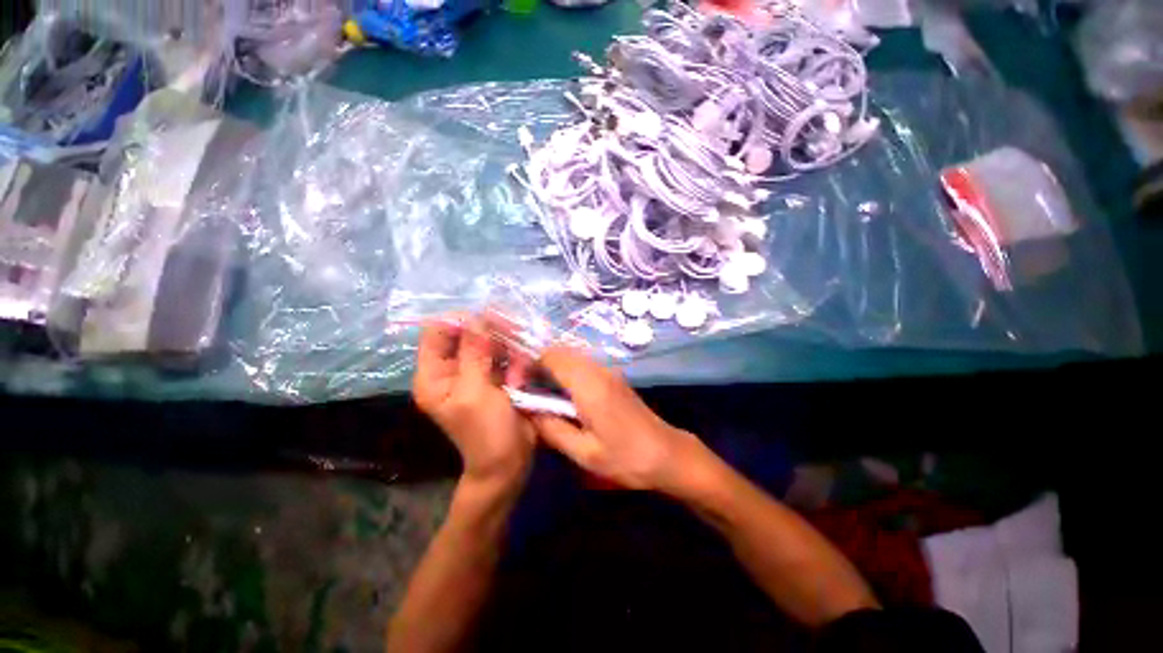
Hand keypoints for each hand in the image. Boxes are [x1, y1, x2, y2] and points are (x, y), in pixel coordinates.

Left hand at [412, 317, 534, 486]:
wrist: (509, 462)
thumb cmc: (486, 432)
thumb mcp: (475, 392)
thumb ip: (474, 353)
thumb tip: (476, 317)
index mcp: (434, 374)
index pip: (437, 331)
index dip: (461, 321)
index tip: (489, 320)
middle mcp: (453, 369)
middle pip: (468, 333)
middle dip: (492, 335)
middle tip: (514, 340)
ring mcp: (477, 371)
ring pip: (492, 342)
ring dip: (509, 351)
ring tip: (518, 374)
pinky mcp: (497, 376)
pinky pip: (506, 355)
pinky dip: (517, 361)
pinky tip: (522, 378)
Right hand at [529, 347, 710, 492]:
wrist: (666, 454)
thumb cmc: (626, 458)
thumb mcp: (585, 453)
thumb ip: (552, 429)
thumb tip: (529, 411)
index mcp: (589, 385)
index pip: (552, 357)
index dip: (530, 364)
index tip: (519, 384)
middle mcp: (598, 370)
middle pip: (561, 352)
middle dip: (540, 365)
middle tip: (528, 391)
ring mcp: (608, 371)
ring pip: (572, 357)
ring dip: (554, 368)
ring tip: (543, 394)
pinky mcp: (613, 377)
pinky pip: (583, 365)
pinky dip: (568, 372)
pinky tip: (565, 396)